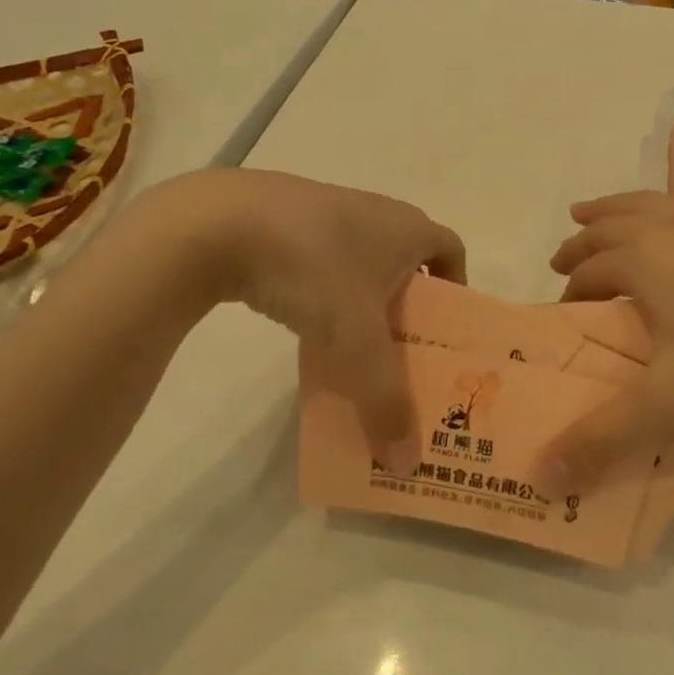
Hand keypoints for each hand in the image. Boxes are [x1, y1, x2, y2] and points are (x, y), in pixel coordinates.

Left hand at [124, 170, 464, 451]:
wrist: (217, 222)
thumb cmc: (314, 270)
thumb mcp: (356, 343)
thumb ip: (385, 401)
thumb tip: (406, 464)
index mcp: (408, 228)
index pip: (452, 250)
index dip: (456, 289)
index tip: (443, 331)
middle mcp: (376, 211)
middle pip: (407, 262)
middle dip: (409, 306)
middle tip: (400, 353)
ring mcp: (327, 210)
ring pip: (362, 262)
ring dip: (364, 301)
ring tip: (352, 347)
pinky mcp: (284, 218)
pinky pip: (322, 259)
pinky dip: (324, 291)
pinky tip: (302, 322)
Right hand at [545, 191, 673, 480]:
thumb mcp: (669, 405)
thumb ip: (602, 439)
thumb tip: (542, 477)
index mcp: (642, 261)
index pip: (588, 272)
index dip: (569, 293)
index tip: (563, 317)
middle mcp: (672, 230)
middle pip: (610, 228)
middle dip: (581, 244)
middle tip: (562, 261)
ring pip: (652, 205)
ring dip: (616, 208)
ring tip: (595, 212)